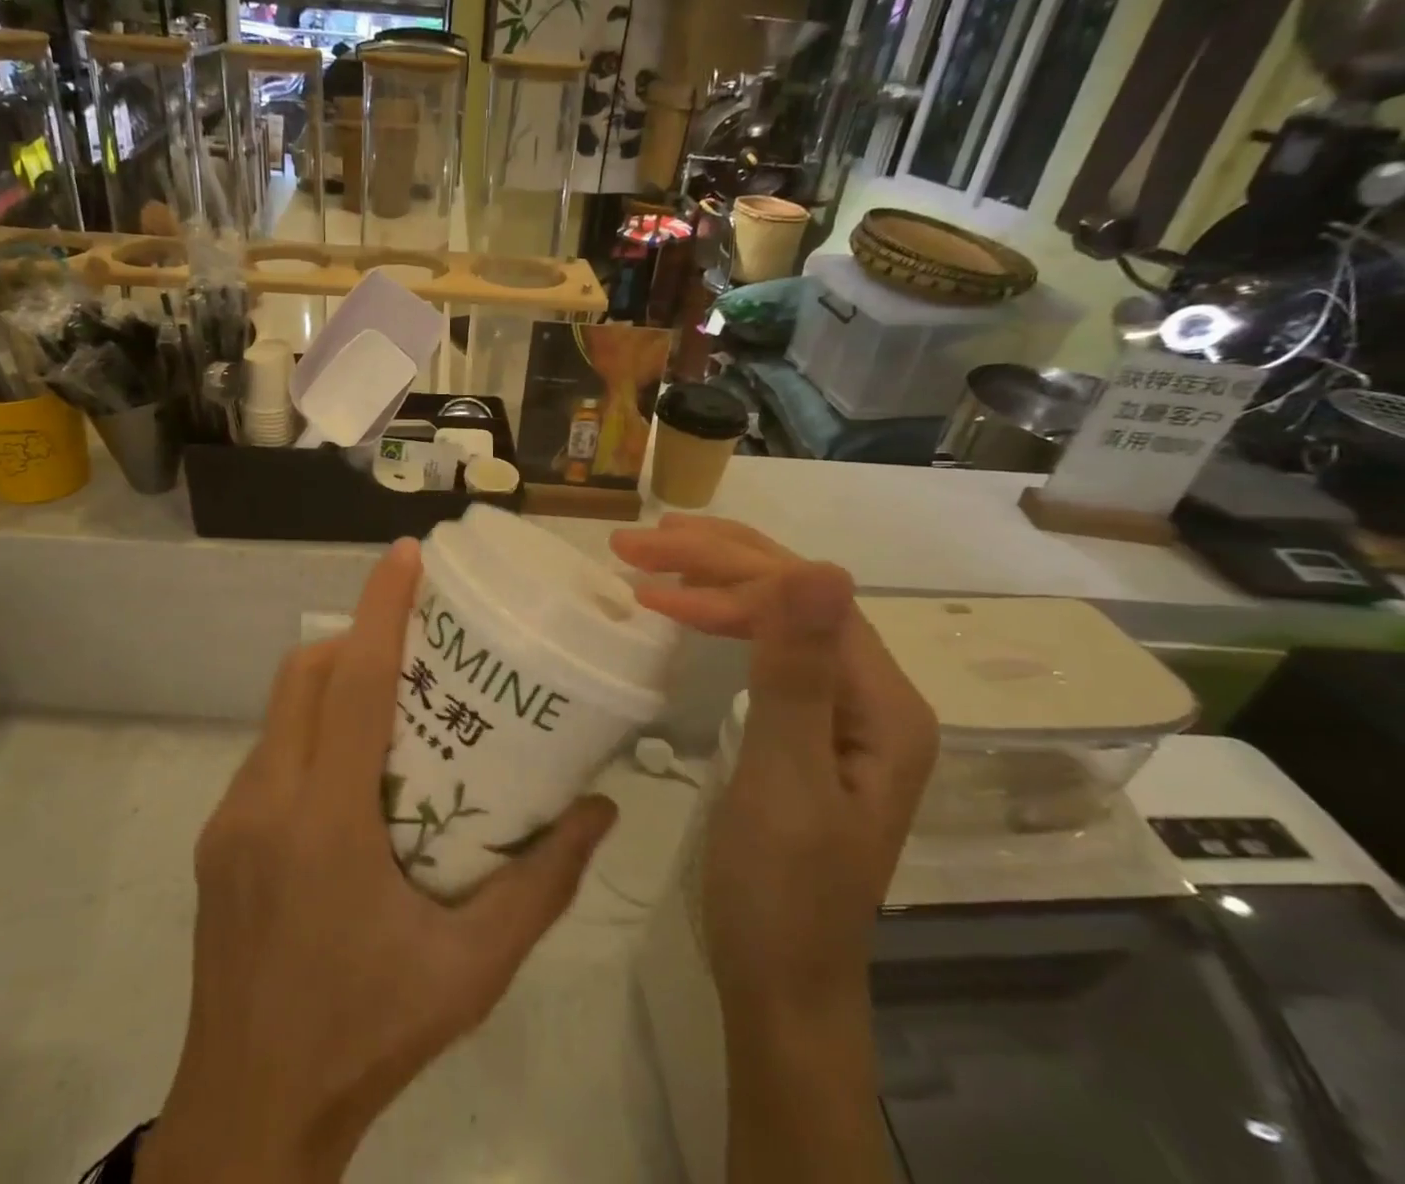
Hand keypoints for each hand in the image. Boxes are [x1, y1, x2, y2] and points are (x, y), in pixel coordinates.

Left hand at [140, 539, 618, 1183]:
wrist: (247, 1116)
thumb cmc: (368, 1036)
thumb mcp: (472, 970)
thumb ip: (541, 885)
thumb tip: (598, 809)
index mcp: (325, 823)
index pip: (350, 683)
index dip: (378, 609)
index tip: (406, 555)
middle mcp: (266, 802)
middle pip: (304, 676)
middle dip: (354, 636)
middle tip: (415, 642)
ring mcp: (230, 818)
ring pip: (279, 711)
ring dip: (329, 684)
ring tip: (389, 702)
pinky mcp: (216, 839)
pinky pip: (267, 753)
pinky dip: (308, 732)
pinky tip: (349, 775)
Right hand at [611, 516, 936, 1183]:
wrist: (779, 980)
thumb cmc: (781, 891)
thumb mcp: (784, 779)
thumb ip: (797, 673)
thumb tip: (820, 567)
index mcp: (884, 704)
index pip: (805, 600)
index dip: (726, 576)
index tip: (646, 577)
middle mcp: (871, 694)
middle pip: (795, 594)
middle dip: (714, 559)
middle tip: (636, 540)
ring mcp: (839, 708)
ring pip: (778, 612)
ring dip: (714, 577)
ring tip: (651, 556)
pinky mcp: (806, 723)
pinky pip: (765, 644)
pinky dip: (719, 616)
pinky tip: (685, 607)